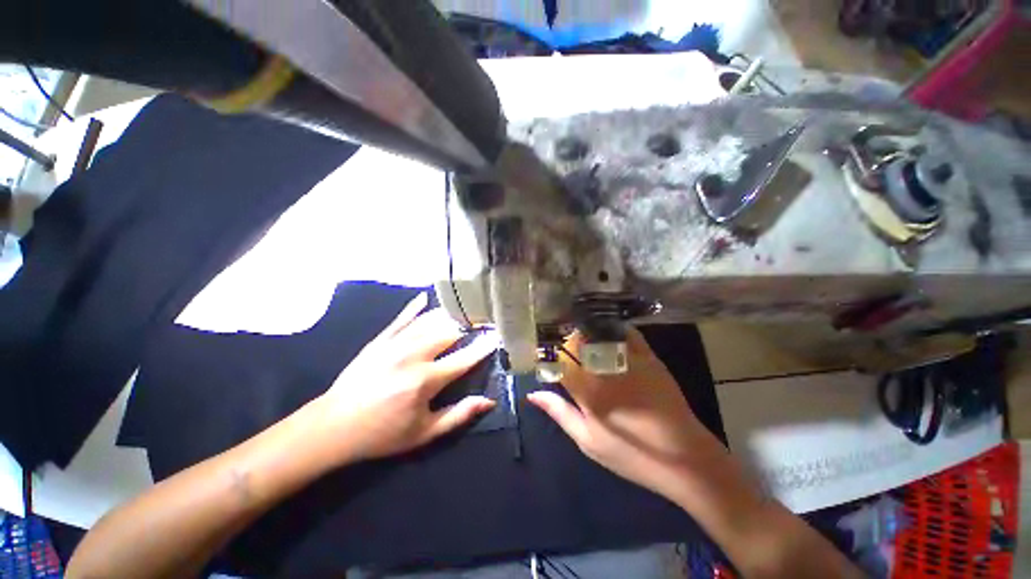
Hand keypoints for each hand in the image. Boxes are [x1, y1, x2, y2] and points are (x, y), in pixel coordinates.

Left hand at [310, 293, 498, 465]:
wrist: (333, 427)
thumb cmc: (382, 434)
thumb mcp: (423, 434)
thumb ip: (458, 416)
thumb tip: (488, 401)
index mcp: (426, 380)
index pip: (464, 358)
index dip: (483, 347)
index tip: (497, 336)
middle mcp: (413, 356)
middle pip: (449, 332)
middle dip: (469, 325)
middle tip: (483, 320)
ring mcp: (395, 344)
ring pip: (429, 321)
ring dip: (449, 315)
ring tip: (463, 309)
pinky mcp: (380, 340)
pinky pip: (401, 318)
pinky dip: (414, 307)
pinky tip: (425, 296)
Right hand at [527, 329, 728, 499]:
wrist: (686, 459)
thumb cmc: (632, 455)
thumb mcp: (589, 442)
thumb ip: (560, 413)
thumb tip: (533, 394)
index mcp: (587, 391)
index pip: (558, 362)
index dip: (548, 355)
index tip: (544, 353)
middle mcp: (605, 370)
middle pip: (579, 342)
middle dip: (568, 340)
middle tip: (564, 343)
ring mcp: (629, 361)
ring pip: (601, 334)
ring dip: (588, 331)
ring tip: (582, 334)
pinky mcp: (650, 358)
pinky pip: (628, 334)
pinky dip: (614, 330)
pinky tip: (609, 332)